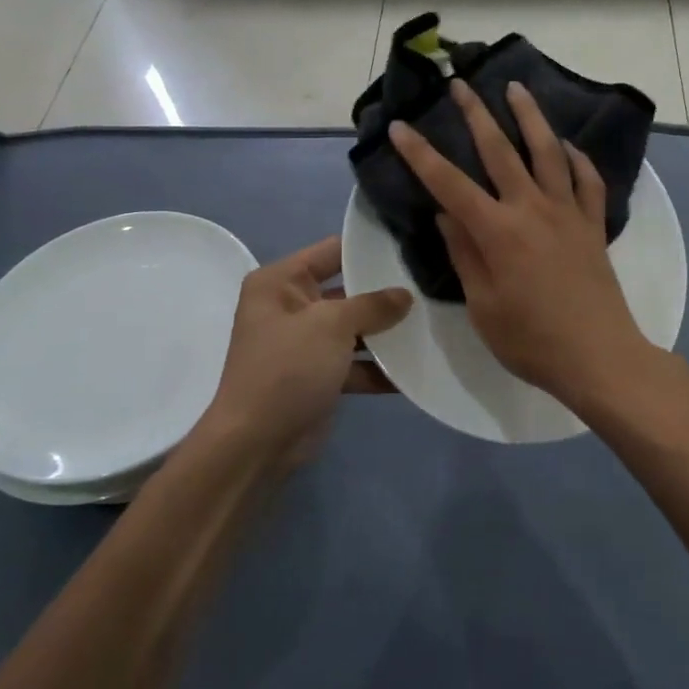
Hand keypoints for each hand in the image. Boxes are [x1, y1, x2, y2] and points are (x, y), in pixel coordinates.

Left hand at [201, 237, 411, 466]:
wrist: (257, 443)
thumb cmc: (287, 368)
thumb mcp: (331, 326)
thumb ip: (372, 305)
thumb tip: (405, 294)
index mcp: (280, 282)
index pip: (332, 251)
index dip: (368, 248)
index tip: (410, 245)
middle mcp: (290, 306)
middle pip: (347, 290)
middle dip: (385, 293)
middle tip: (429, 285)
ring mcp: (305, 343)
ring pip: (354, 328)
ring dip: (386, 332)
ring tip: (431, 323)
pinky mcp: (318, 375)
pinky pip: (354, 363)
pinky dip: (379, 367)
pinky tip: (416, 368)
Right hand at [389, 80, 653, 410]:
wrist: (599, 356)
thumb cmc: (532, 341)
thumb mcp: (483, 306)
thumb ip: (464, 255)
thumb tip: (446, 214)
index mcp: (498, 232)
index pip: (449, 183)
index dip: (421, 154)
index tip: (400, 126)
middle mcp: (532, 209)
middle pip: (501, 150)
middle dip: (476, 114)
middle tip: (461, 84)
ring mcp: (568, 213)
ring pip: (548, 151)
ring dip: (530, 116)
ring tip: (516, 88)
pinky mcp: (593, 224)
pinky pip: (587, 180)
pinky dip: (576, 157)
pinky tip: (567, 145)